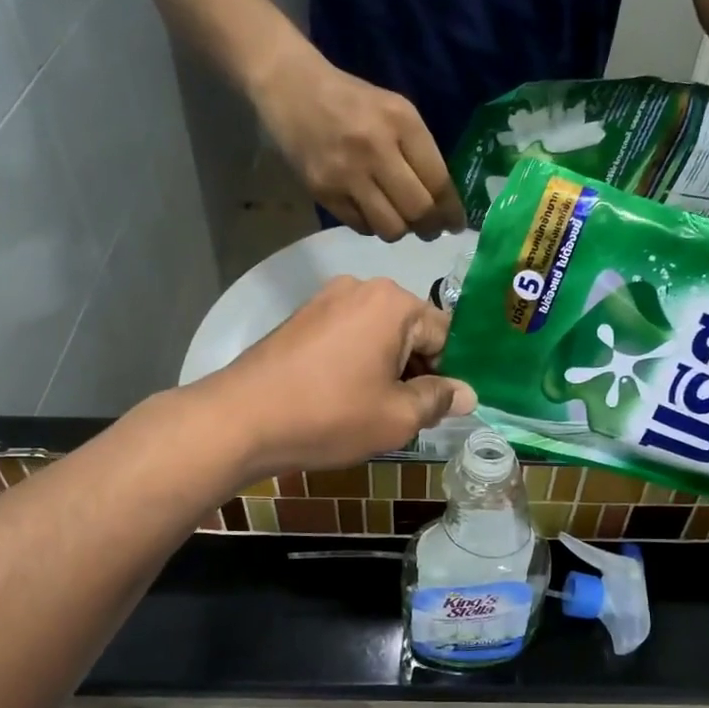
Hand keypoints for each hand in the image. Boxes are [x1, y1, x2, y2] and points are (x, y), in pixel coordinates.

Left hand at [201, 276, 475, 478]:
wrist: (240, 419)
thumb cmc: (330, 415)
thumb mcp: (397, 417)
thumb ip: (439, 400)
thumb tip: (468, 393)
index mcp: (393, 303)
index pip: (445, 334)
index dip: (448, 374)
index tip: (438, 408)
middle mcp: (362, 288)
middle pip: (410, 331)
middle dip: (415, 370)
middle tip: (404, 414)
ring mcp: (326, 300)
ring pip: (378, 335)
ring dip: (386, 368)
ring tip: (371, 409)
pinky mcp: (301, 318)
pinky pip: (347, 337)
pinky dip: (355, 362)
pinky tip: (341, 396)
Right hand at [251, 46, 466, 240]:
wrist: (292, 89)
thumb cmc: (352, 101)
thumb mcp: (395, 111)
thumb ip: (419, 152)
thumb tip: (441, 203)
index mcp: (402, 122)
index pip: (438, 181)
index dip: (451, 211)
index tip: (455, 225)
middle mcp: (377, 148)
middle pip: (418, 210)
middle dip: (429, 228)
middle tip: (430, 231)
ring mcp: (347, 173)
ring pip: (390, 227)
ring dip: (400, 231)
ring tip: (399, 221)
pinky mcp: (323, 191)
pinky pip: (361, 226)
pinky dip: (372, 226)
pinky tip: (370, 212)